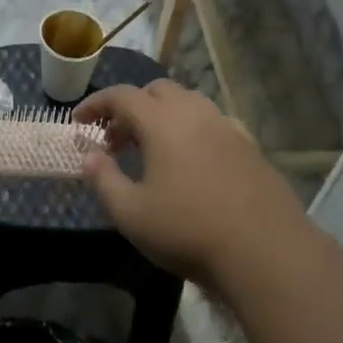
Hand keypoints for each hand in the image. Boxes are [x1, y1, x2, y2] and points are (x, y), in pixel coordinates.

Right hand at [75, 81, 310, 292]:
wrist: (264, 251)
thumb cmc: (188, 230)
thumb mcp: (131, 213)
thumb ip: (104, 180)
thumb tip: (89, 157)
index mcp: (162, 122)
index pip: (121, 96)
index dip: (95, 105)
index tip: (78, 123)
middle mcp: (196, 113)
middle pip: (156, 91)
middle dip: (130, 108)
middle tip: (115, 140)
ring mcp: (227, 127)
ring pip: (188, 103)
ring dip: (162, 116)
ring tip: (151, 150)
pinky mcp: (250, 146)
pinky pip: (213, 123)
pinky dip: (192, 130)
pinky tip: (191, 161)